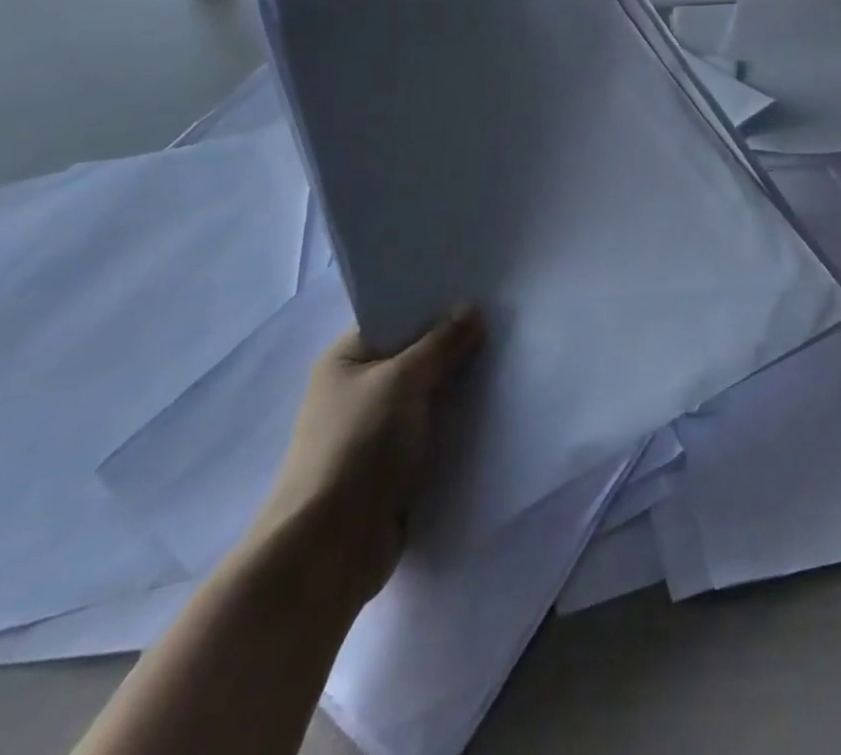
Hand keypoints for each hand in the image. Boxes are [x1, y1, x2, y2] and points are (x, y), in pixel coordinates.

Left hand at [251, 307, 483, 605]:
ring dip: (460, 385)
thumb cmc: (358, 447)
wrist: (329, 550)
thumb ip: (441, 344)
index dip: (434, 304)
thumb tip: (471, 308)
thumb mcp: (402, 380)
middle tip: (505, 321)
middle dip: (454, 344)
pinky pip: (434, 430)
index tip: (480, 290)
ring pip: (429, 394)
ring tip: (510, 358)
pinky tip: (496, 406)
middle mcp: (358, 389)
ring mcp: (376, 430)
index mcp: (346, 359)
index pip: (395, 317)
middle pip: (416, 355)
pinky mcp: (395, 466)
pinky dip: (458, 422)